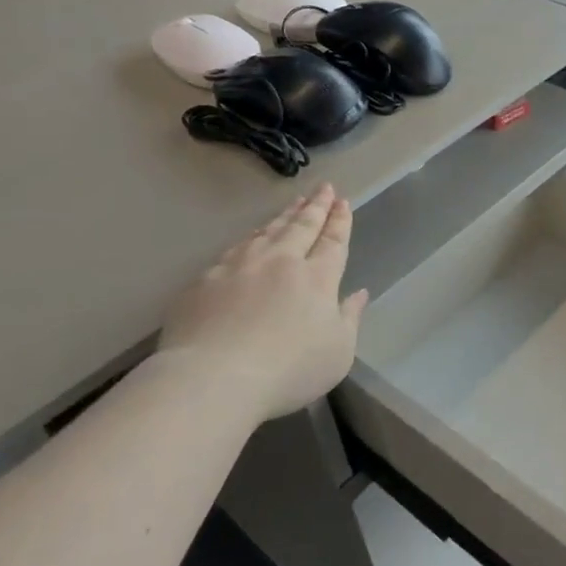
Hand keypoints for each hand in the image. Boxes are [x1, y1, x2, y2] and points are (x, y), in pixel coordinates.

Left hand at [160, 185, 368, 418]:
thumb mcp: (337, 353)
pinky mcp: (206, 280)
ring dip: (284, 216)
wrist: (213, 378)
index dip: (340, 221)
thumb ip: (350, 318)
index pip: (333, 241)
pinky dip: (251, 237)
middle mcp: (281, 262)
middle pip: (302, 226)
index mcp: (317, 278)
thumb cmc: (288, 370)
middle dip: (316, 206)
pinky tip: (251, 238)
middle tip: (323, 188)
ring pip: (267, 232)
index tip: (343, 202)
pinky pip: (236, 248)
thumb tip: (359, 294)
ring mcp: (240, 267)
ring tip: (293, 204)